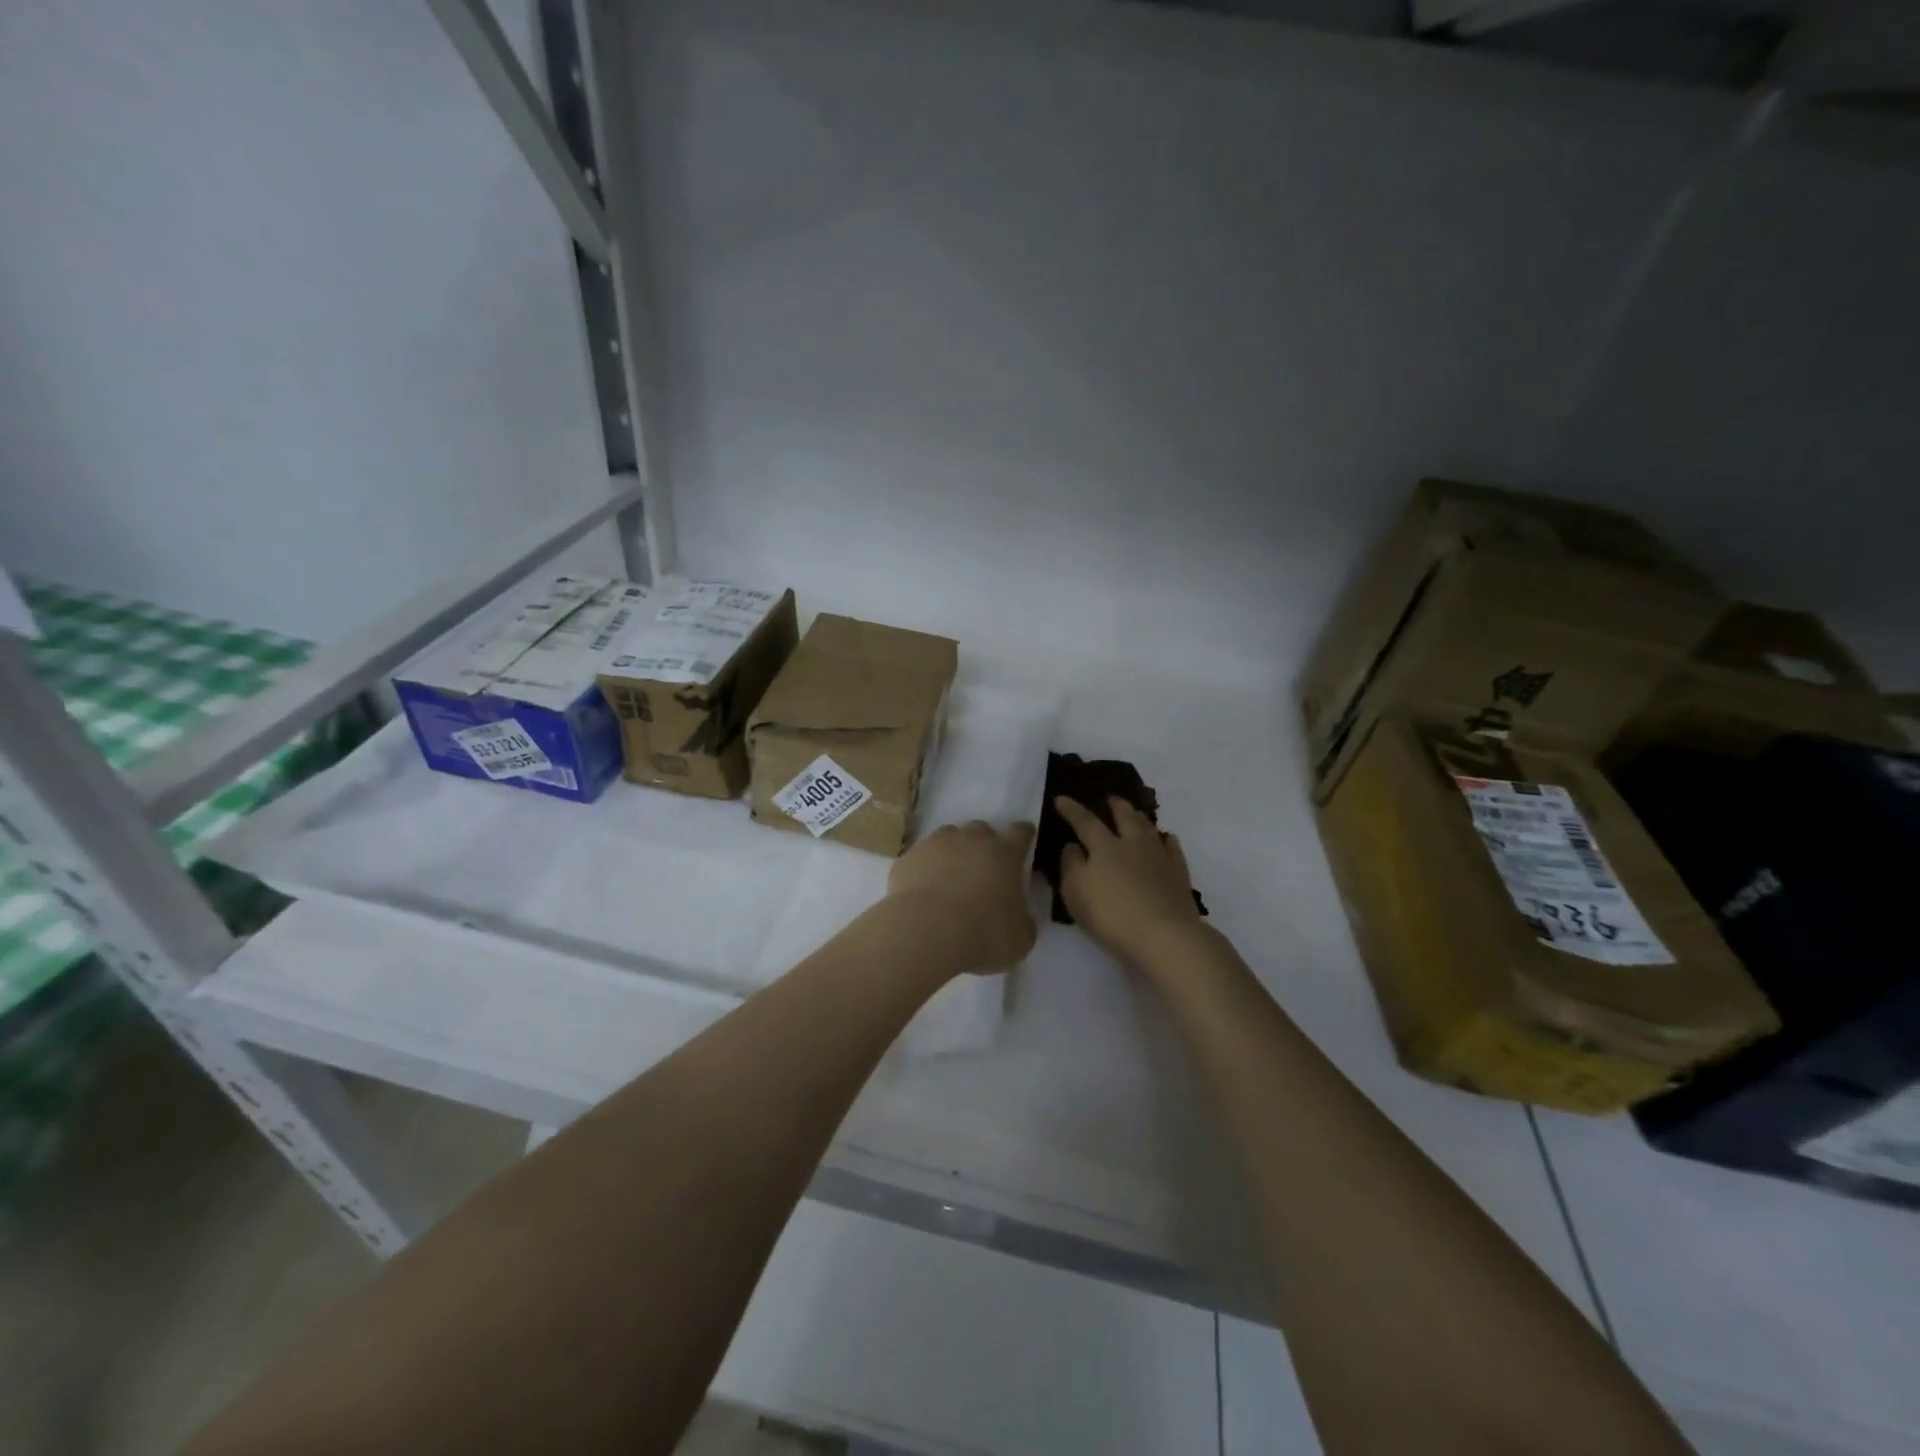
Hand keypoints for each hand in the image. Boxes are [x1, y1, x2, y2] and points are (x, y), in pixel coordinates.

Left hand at [887, 820, 1038, 972]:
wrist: (927, 932)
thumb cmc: (984, 934)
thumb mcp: (1020, 939)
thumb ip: (1022, 922)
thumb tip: (1019, 918)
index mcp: (1005, 854)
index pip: (1021, 833)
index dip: (1023, 834)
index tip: (1024, 838)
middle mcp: (972, 841)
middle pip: (981, 829)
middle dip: (984, 844)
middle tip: (982, 869)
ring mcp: (936, 845)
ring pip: (948, 836)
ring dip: (953, 851)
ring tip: (950, 877)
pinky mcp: (908, 859)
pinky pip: (920, 858)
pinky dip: (924, 869)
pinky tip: (923, 892)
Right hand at [1055, 796, 1204, 968]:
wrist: (1165, 936)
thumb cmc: (1111, 915)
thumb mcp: (1075, 892)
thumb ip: (1070, 865)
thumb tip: (1072, 846)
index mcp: (1104, 847)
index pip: (1085, 822)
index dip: (1071, 810)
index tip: (1061, 798)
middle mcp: (1133, 844)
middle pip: (1125, 817)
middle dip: (1116, 805)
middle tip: (1111, 798)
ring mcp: (1159, 858)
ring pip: (1149, 828)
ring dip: (1140, 818)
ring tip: (1137, 814)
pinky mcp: (1179, 875)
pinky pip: (1173, 849)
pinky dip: (1166, 840)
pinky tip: (1166, 839)